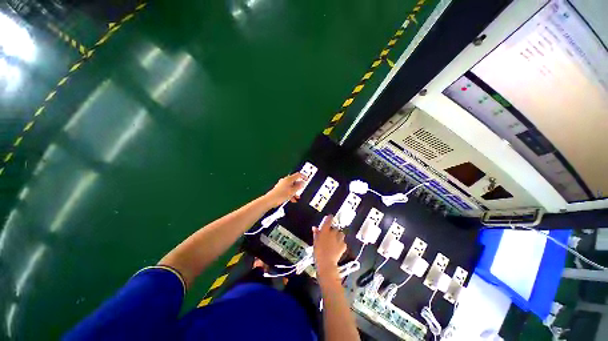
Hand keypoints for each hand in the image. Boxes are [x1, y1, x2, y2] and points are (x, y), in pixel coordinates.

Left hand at [264, 173, 304, 206]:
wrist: (270, 200)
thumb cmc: (280, 195)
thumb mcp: (292, 191)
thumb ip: (298, 186)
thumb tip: (302, 183)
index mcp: (289, 179)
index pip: (298, 175)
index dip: (303, 176)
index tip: (307, 179)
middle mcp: (285, 181)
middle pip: (294, 181)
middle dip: (299, 186)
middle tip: (302, 190)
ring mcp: (282, 185)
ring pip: (291, 187)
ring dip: (295, 191)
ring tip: (297, 197)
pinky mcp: (280, 189)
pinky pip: (288, 190)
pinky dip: (291, 194)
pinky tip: (292, 199)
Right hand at [312, 215, 346, 276]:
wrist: (326, 263)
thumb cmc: (318, 251)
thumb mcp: (315, 241)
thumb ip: (316, 233)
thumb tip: (314, 227)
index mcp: (325, 230)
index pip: (329, 219)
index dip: (330, 217)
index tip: (330, 216)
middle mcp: (333, 232)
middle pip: (335, 228)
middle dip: (333, 231)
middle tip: (330, 236)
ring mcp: (339, 238)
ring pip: (341, 234)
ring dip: (338, 236)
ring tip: (334, 242)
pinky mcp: (344, 245)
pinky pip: (343, 242)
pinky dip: (341, 244)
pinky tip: (337, 248)